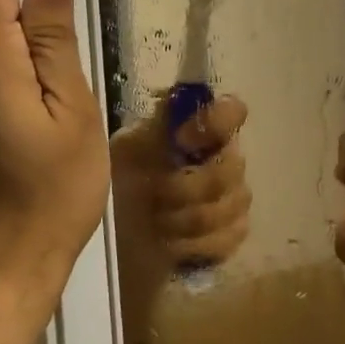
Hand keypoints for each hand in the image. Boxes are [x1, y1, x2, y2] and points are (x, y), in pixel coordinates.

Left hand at [112, 94, 252, 274]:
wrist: (111, 234)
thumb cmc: (120, 183)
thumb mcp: (128, 148)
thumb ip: (159, 125)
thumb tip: (179, 100)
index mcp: (199, 130)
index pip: (232, 111)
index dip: (215, 123)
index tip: (181, 140)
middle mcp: (224, 158)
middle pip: (232, 167)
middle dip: (187, 187)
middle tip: (155, 196)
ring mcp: (233, 198)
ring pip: (231, 205)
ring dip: (187, 218)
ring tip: (157, 222)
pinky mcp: (232, 234)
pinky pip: (230, 236)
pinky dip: (196, 244)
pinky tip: (172, 243)